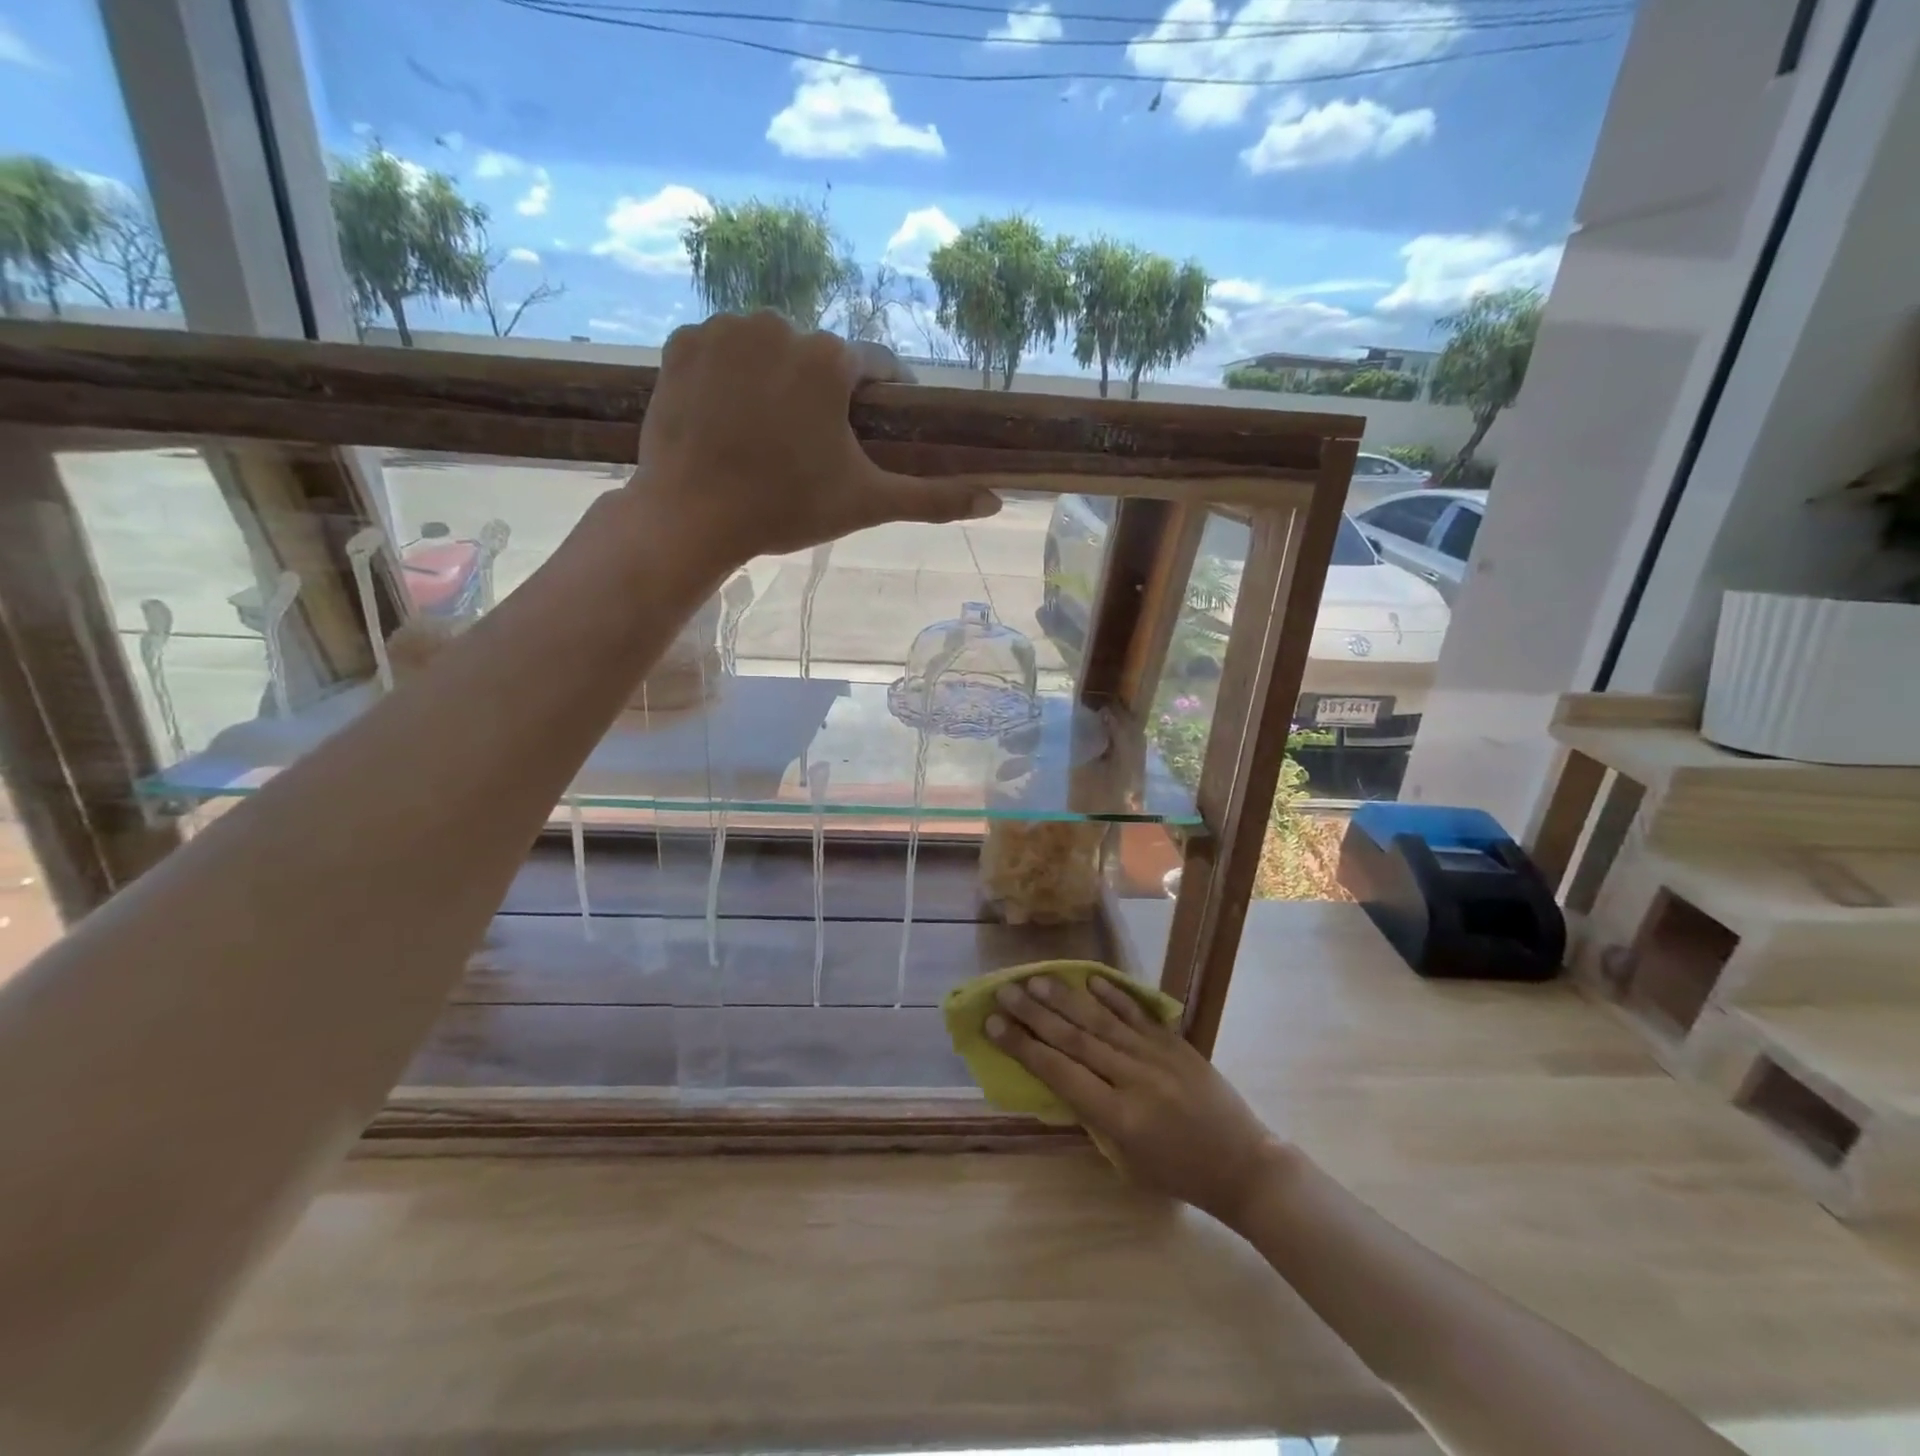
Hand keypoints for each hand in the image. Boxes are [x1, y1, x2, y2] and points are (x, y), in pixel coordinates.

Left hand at [635, 312, 999, 565]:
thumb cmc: (786, 508)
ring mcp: (724, 329)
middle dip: (823, 397)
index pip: (877, 368)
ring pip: (770, 351)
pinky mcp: (681, 344)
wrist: (691, 518)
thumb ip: (934, 498)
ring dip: (777, 382)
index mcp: (830, 357)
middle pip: (819, 359)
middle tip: (811, 449)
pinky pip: (722, 352)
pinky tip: (728, 419)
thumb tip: (997, 502)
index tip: (873, 434)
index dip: (881, 403)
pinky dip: (730, 378)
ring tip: (768, 435)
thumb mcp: (867, 503)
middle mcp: (779, 323)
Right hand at [985, 974, 1286, 1226]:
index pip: (1060, 1073)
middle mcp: (1134, 1079)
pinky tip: (1090, 979)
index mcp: (1119, 1117)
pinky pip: (1138, 1014)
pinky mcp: (1176, 1044)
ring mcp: (1157, 1057)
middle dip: (1034, 1015)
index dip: (1023, 1048)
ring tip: (1035, 980)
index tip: (994, 1025)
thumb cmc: (1181, 1175)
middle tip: (1005, 993)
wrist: (1245, 1167)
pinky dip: (1113, 995)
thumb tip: (1062, 1075)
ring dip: (1065, 999)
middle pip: (1074, 1040)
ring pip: (1101, 1020)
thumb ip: (1094, 1116)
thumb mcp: (1127, 1159)